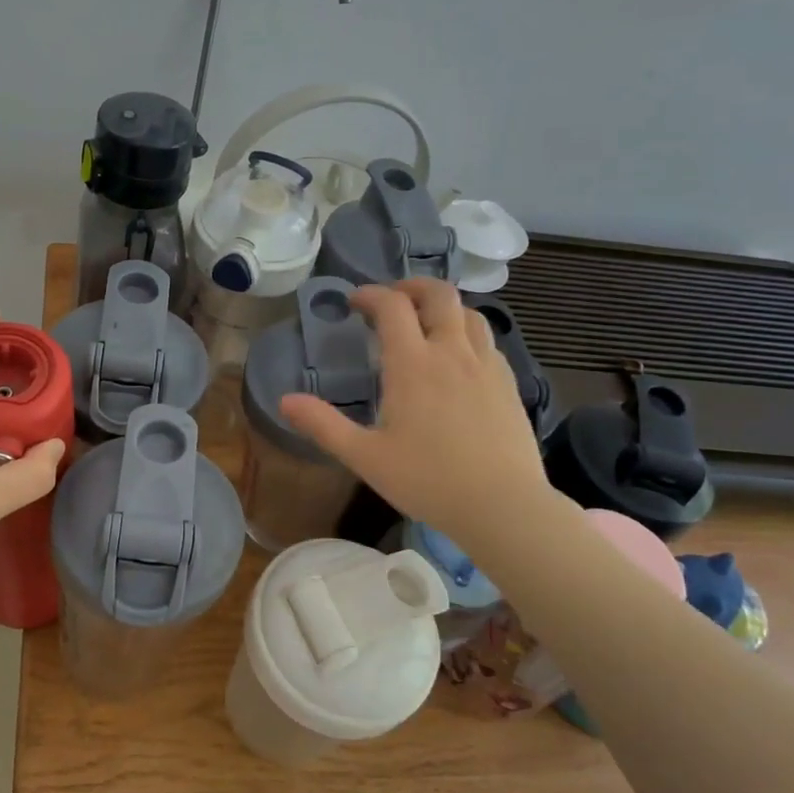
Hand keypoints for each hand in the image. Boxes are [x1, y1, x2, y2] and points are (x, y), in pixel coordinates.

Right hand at [279, 279, 550, 553]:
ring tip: (426, 325)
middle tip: (393, 300)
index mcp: (413, 364)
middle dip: (412, 286)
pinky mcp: (509, 384)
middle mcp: (452, 352)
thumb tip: (285, 401)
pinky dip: (468, 334)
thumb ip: (323, 425)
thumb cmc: (427, 480)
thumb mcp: (364, 456)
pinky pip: (489, 341)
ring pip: (469, 313)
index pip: (391, 306)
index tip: (354, 302)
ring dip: (444, 308)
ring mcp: (487, 366)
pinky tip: (460, 360)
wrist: (502, 505)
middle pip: (439, 294)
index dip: (370, 294)